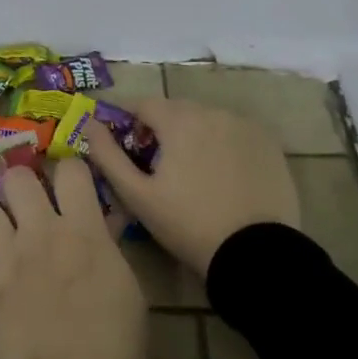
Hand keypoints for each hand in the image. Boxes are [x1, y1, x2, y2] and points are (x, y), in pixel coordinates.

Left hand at [0, 160, 146, 358]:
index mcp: (83, 229)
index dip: (73, 170)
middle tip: (30, 203)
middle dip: (23, 182)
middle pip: (18, 177)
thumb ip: (109, 248)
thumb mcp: (129, 289)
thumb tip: (102, 223)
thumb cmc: (116, 345)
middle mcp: (40, 232)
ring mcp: (7, 257)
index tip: (74, 184)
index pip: (72, 169)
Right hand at [85, 97, 299, 279]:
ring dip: (193, 135)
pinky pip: (234, 133)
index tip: (125, 146)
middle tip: (156, 165)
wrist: (255, 253)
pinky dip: (222, 144)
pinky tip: (222, 175)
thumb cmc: (188, 224)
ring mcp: (245, 126)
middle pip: (176, 110)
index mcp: (179, 120)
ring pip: (207, 120)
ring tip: (191, 172)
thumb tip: (88, 124)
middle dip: (161, 128)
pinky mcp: (269, 144)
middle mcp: (213, 112)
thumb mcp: (138, 195)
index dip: (128, 121)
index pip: (143, 104)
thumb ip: (108, 155)